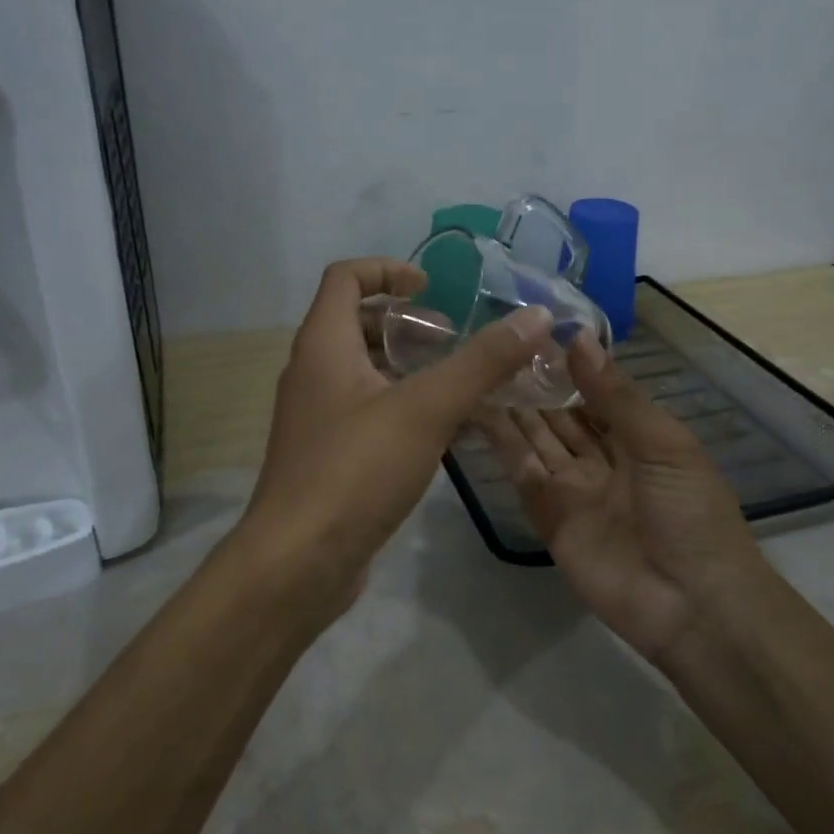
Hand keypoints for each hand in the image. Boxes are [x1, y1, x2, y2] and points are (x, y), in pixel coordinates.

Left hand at [236, 258, 553, 620]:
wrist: (297, 563)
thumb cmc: (355, 471)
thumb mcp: (426, 409)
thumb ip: (482, 362)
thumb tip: (536, 316)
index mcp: (322, 344)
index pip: (345, 277)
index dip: (388, 270)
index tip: (432, 289)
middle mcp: (312, 372)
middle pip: (356, 323)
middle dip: (408, 325)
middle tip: (454, 342)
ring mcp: (316, 417)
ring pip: (365, 372)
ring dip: (410, 368)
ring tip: (459, 385)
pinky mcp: (327, 456)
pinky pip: (367, 412)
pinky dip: (403, 407)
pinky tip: (443, 433)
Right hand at [481, 332, 763, 659]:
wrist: (692, 604)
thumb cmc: (689, 512)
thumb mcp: (663, 443)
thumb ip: (616, 395)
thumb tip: (578, 339)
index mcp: (639, 438)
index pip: (597, 393)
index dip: (569, 365)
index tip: (534, 330)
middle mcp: (603, 460)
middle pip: (562, 415)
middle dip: (536, 383)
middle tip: (496, 343)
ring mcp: (573, 488)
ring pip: (537, 438)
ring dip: (512, 406)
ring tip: (479, 366)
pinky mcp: (548, 516)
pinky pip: (523, 473)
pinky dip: (502, 443)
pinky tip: (477, 409)